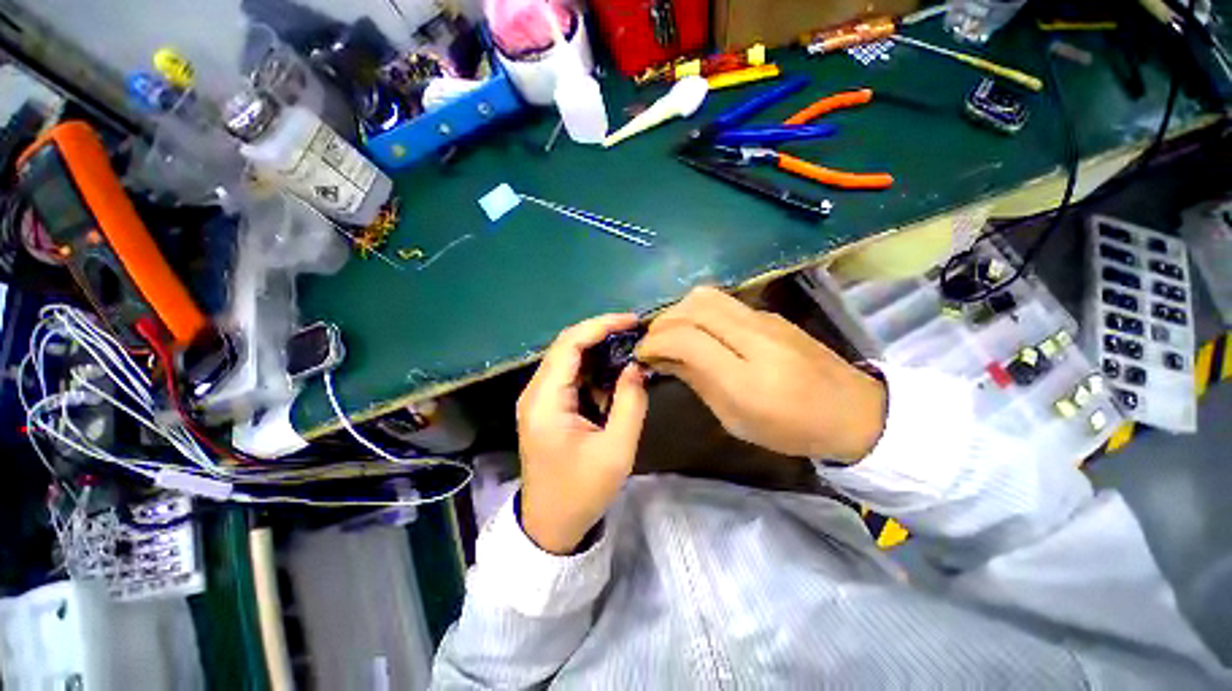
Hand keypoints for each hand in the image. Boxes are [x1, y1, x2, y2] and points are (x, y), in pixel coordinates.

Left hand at [517, 314, 648, 553]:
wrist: (551, 525)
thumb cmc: (582, 491)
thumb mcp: (616, 450)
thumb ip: (630, 403)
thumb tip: (636, 366)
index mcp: (545, 401)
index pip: (569, 345)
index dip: (601, 326)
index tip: (632, 321)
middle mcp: (535, 393)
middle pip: (566, 346)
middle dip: (601, 334)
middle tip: (634, 333)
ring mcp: (537, 399)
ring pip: (568, 359)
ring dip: (598, 351)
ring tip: (629, 351)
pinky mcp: (545, 406)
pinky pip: (569, 376)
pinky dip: (592, 370)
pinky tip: (613, 377)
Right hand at [636, 287, 885, 461]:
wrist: (853, 411)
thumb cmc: (790, 428)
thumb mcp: (734, 418)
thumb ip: (696, 381)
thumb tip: (662, 358)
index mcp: (745, 376)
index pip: (685, 339)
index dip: (655, 342)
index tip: (641, 354)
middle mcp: (753, 337)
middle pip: (693, 308)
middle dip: (662, 322)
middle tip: (653, 343)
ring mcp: (764, 319)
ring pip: (706, 296)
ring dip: (678, 311)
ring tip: (671, 334)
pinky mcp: (769, 313)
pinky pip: (722, 301)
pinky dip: (697, 311)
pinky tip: (698, 330)